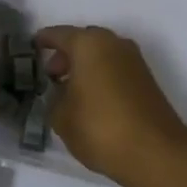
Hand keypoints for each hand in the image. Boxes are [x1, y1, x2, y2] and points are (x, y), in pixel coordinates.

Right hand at [34, 25, 186, 184]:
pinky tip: (91, 100)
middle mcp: (113, 43)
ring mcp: (133, 59)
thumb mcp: (61, 117)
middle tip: (51, 76)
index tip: (32, 48)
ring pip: (101, 54)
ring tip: (69, 92)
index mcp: (88, 43)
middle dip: (66, 55)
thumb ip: (54, 98)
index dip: (43, 41)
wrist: (154, 151)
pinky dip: (101, 76)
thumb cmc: (100, 127)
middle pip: (83, 41)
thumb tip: (61, 92)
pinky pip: (115, 68)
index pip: (58, 35)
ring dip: (85, 66)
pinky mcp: (146, 78)